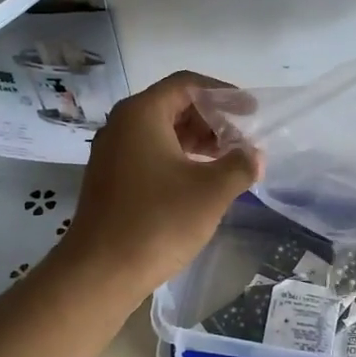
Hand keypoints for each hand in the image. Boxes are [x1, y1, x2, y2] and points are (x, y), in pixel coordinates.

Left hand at [60, 71, 260, 295]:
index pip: (187, 84)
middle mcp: (122, 125)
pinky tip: (200, 181)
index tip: (251, 111)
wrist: (101, 271)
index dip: (223, 94)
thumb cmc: (158, 221)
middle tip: (241, 140)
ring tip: (227, 161)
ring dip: (197, 141)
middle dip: (211, 119)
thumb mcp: (211, 191)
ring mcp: (112, 153)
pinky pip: (149, 154)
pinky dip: (178, 158)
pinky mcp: (111, 179)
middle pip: (173, 105)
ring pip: (161, 132)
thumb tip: (254, 155)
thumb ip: (240, 165)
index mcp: (142, 114)